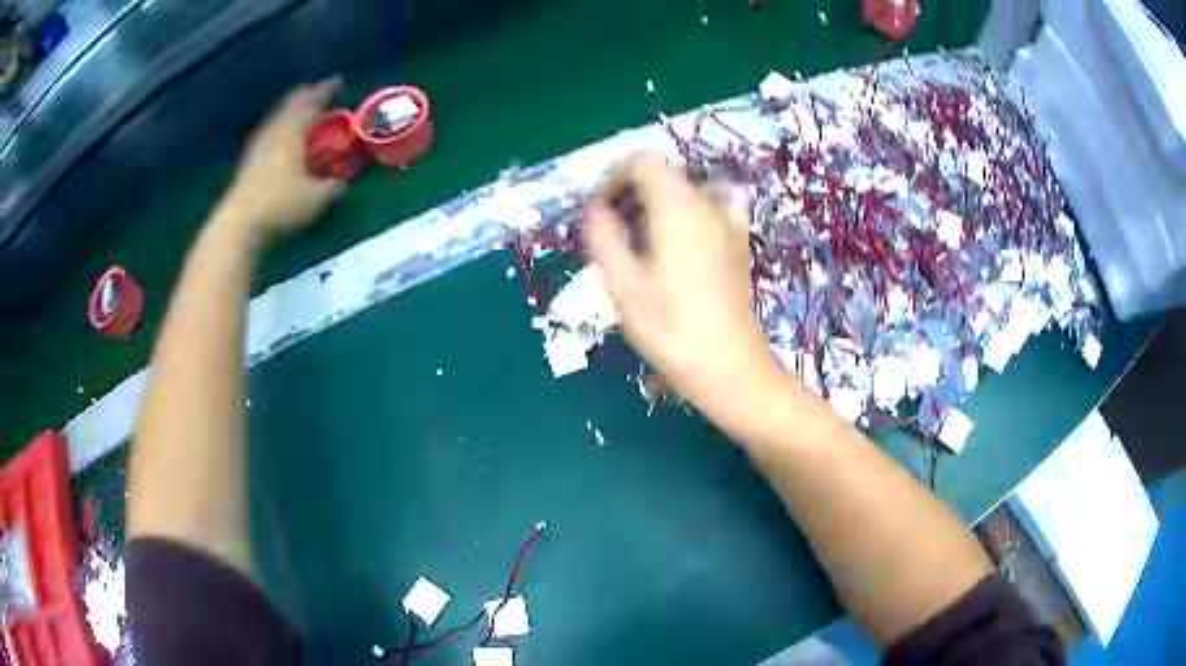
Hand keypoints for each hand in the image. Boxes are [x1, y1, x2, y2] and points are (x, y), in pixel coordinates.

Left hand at [219, 77, 344, 241]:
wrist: (237, 227)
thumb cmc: (280, 206)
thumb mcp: (316, 199)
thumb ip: (332, 187)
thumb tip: (342, 182)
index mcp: (292, 132)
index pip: (311, 102)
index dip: (325, 90)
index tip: (338, 82)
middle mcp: (273, 133)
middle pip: (289, 106)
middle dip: (305, 98)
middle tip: (317, 95)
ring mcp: (256, 148)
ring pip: (276, 121)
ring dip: (290, 115)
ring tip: (301, 118)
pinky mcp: (247, 166)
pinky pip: (268, 137)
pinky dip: (280, 133)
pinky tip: (282, 144)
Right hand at [585, 154, 772, 410]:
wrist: (726, 363)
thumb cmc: (668, 326)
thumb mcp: (620, 281)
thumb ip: (601, 233)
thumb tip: (595, 209)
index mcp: (677, 204)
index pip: (640, 162)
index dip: (613, 180)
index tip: (599, 215)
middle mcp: (707, 201)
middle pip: (661, 177)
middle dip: (630, 198)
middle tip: (611, 239)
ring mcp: (728, 220)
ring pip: (681, 195)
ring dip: (652, 211)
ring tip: (637, 254)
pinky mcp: (738, 241)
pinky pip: (702, 213)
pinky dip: (680, 221)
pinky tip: (673, 254)